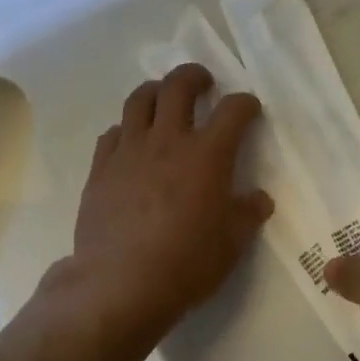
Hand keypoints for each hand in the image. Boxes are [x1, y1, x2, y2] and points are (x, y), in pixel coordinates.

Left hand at [46, 64, 273, 347]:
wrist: (120, 284)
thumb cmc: (186, 263)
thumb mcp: (232, 243)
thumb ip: (248, 214)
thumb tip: (258, 199)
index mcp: (207, 154)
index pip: (233, 110)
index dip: (246, 103)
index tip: (249, 109)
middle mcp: (168, 140)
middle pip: (178, 86)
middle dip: (194, 76)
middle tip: (203, 83)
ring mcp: (130, 150)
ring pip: (140, 99)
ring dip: (156, 91)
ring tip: (163, 100)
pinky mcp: (101, 168)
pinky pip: (113, 133)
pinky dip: (127, 130)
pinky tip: (132, 144)